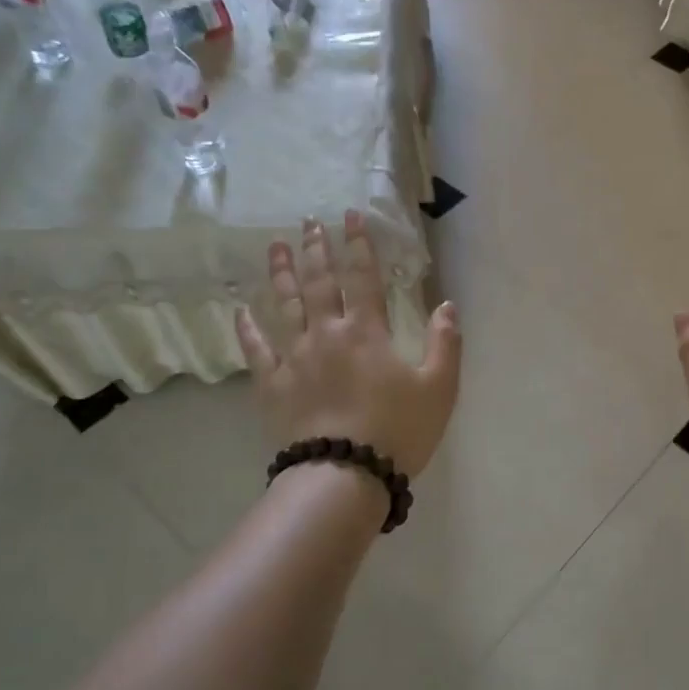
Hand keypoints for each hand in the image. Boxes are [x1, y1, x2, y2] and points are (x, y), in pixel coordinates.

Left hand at [237, 212, 461, 477]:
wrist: (346, 473)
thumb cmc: (398, 430)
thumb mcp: (439, 388)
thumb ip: (445, 343)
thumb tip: (447, 305)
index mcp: (367, 332)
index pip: (363, 277)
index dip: (358, 244)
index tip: (350, 216)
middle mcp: (327, 334)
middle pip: (318, 282)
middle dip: (315, 249)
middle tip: (309, 222)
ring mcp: (295, 357)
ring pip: (285, 306)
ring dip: (281, 274)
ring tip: (275, 246)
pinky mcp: (273, 384)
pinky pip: (256, 350)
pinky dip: (247, 329)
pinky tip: (240, 311)